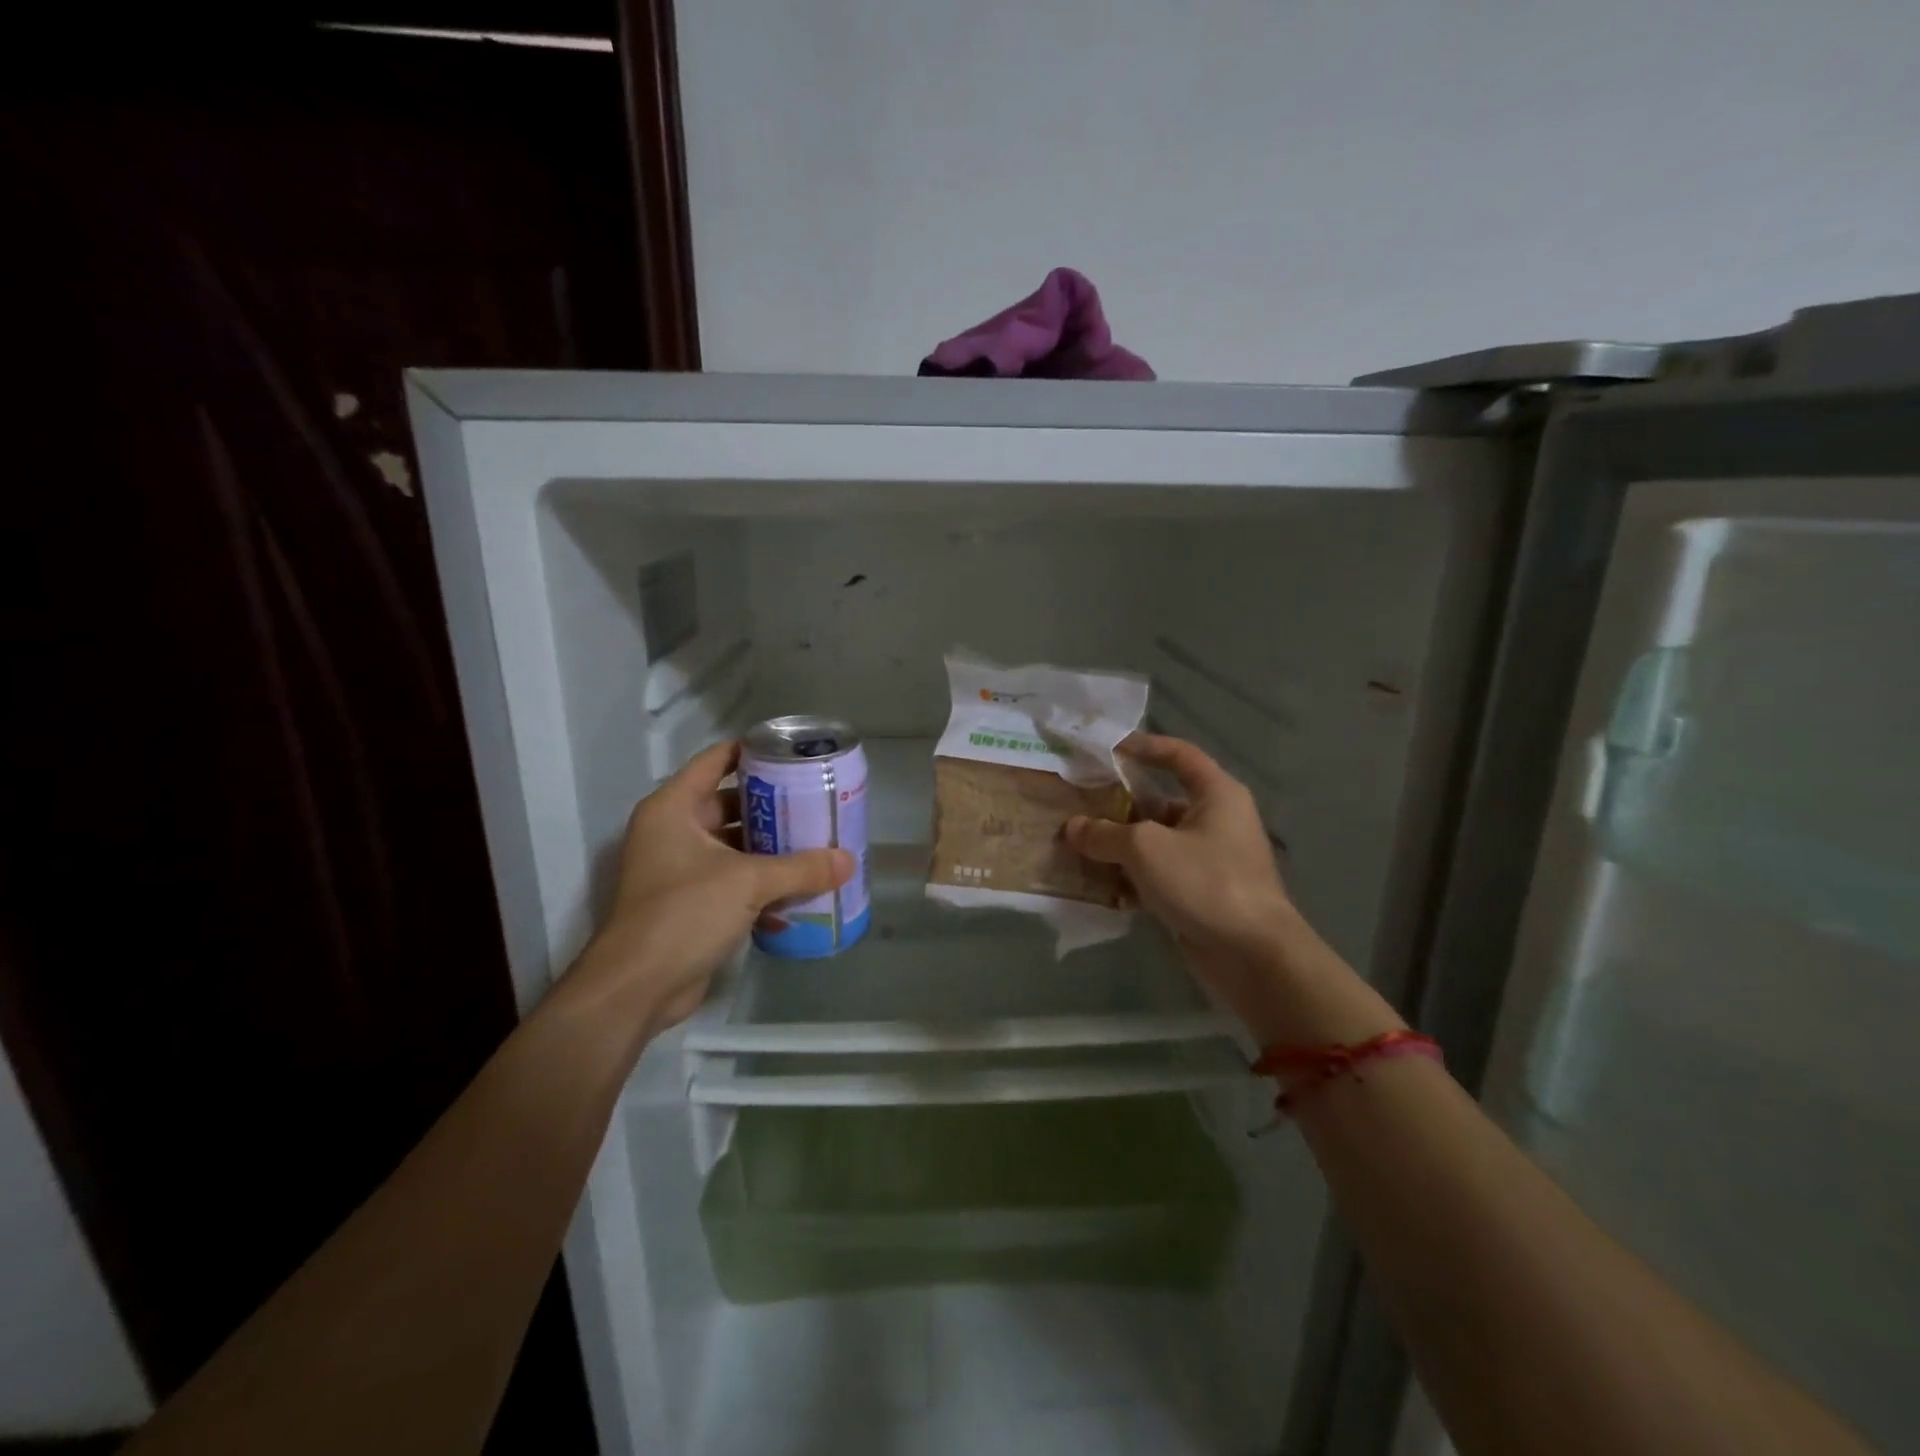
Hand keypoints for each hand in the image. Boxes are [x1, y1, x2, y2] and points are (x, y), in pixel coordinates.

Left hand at [565, 741, 852, 1037]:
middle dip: (773, 805)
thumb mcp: (748, 882)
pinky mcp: (690, 904)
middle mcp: (673, 832)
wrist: (637, 987)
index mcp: (674, 809)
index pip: (716, 761)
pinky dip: (761, 882)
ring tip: (816, 841)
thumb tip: (848, 861)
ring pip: (734, 845)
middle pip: (730, 803)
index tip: (794, 753)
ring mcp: (679, 869)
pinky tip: (800, 889)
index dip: (753, 752)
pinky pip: (732, 880)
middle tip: (816, 801)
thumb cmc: (684, 913)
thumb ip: (801, 868)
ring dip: (771, 847)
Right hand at [1067, 734, 1292, 956]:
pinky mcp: (1200, 893)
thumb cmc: (1205, 882)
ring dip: (1120, 845)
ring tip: (1078, 846)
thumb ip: (1104, 834)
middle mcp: (1216, 820)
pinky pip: (1159, 875)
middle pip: (1160, 801)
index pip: (1179, 755)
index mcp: (1216, 795)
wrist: (1253, 956)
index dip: (1144, 747)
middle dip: (1119, 805)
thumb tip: (1073, 827)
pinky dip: (1133, 877)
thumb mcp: (1145, 849)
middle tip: (1078, 805)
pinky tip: (1100, 886)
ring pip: (1156, 842)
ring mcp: (1210, 859)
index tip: (1108, 749)